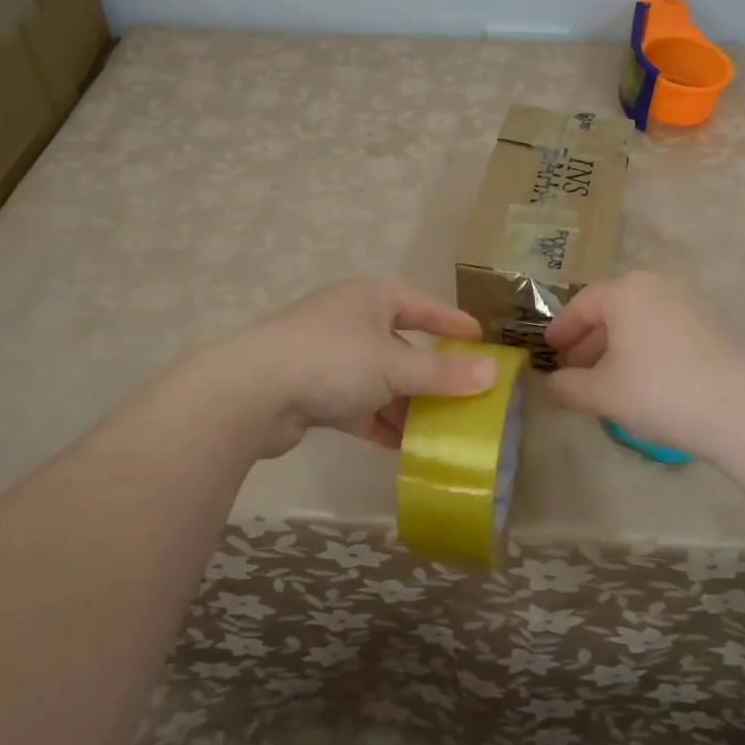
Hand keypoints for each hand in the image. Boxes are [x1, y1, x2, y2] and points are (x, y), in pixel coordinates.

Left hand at [223, 279, 492, 455]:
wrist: (252, 393)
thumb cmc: (333, 361)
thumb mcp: (395, 366)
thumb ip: (443, 374)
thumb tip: (493, 373)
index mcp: (371, 299)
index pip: (422, 306)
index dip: (453, 322)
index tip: (481, 340)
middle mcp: (350, 321)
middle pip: (401, 346)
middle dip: (430, 374)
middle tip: (464, 394)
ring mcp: (328, 357)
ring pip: (379, 380)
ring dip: (406, 404)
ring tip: (439, 428)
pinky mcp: (312, 391)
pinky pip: (357, 405)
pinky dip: (378, 422)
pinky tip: (401, 445)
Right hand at [543, 271, 744, 464]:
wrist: (742, 409)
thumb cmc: (659, 391)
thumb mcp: (602, 393)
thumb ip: (567, 386)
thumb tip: (551, 384)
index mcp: (625, 291)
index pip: (581, 305)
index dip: (561, 330)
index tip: (549, 351)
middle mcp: (657, 284)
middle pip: (611, 309)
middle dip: (589, 341)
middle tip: (574, 370)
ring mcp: (691, 300)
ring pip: (640, 319)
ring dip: (618, 346)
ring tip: (607, 379)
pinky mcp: (714, 322)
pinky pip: (666, 327)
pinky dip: (646, 347)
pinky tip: (644, 379)